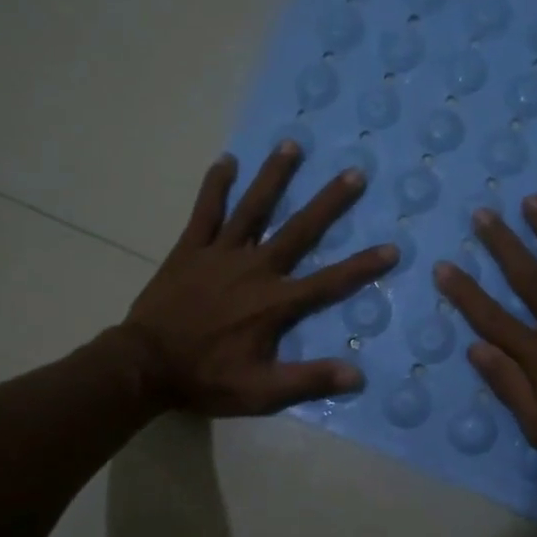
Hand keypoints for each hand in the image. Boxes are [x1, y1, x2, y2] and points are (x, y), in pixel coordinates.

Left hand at [125, 142, 396, 415]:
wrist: (144, 365)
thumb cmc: (206, 378)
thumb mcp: (261, 392)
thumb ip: (309, 380)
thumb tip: (357, 374)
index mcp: (275, 302)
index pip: (330, 282)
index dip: (363, 267)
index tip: (392, 248)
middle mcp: (255, 268)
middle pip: (299, 230)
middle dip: (329, 202)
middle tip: (354, 173)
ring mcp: (220, 254)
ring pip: (253, 208)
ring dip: (274, 176)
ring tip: (292, 145)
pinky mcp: (190, 249)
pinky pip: (206, 211)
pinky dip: (216, 186)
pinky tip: (226, 161)